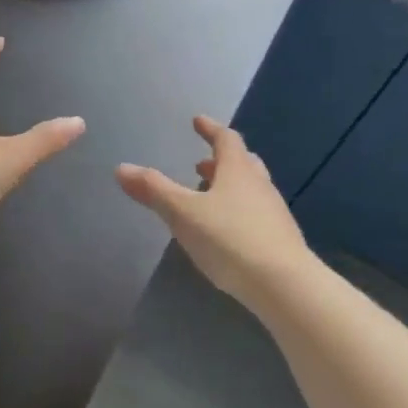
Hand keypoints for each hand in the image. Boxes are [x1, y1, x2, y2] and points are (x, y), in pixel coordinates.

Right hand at [116, 116, 311, 307]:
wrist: (286, 287)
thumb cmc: (230, 240)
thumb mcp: (183, 213)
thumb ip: (153, 190)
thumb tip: (121, 167)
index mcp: (238, 170)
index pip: (226, 139)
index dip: (211, 129)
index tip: (198, 121)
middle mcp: (260, 185)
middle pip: (243, 162)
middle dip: (221, 160)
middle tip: (201, 163)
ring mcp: (274, 213)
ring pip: (251, 189)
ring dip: (229, 186)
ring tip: (209, 197)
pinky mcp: (280, 240)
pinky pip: (256, 214)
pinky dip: (238, 211)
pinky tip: (226, 231)